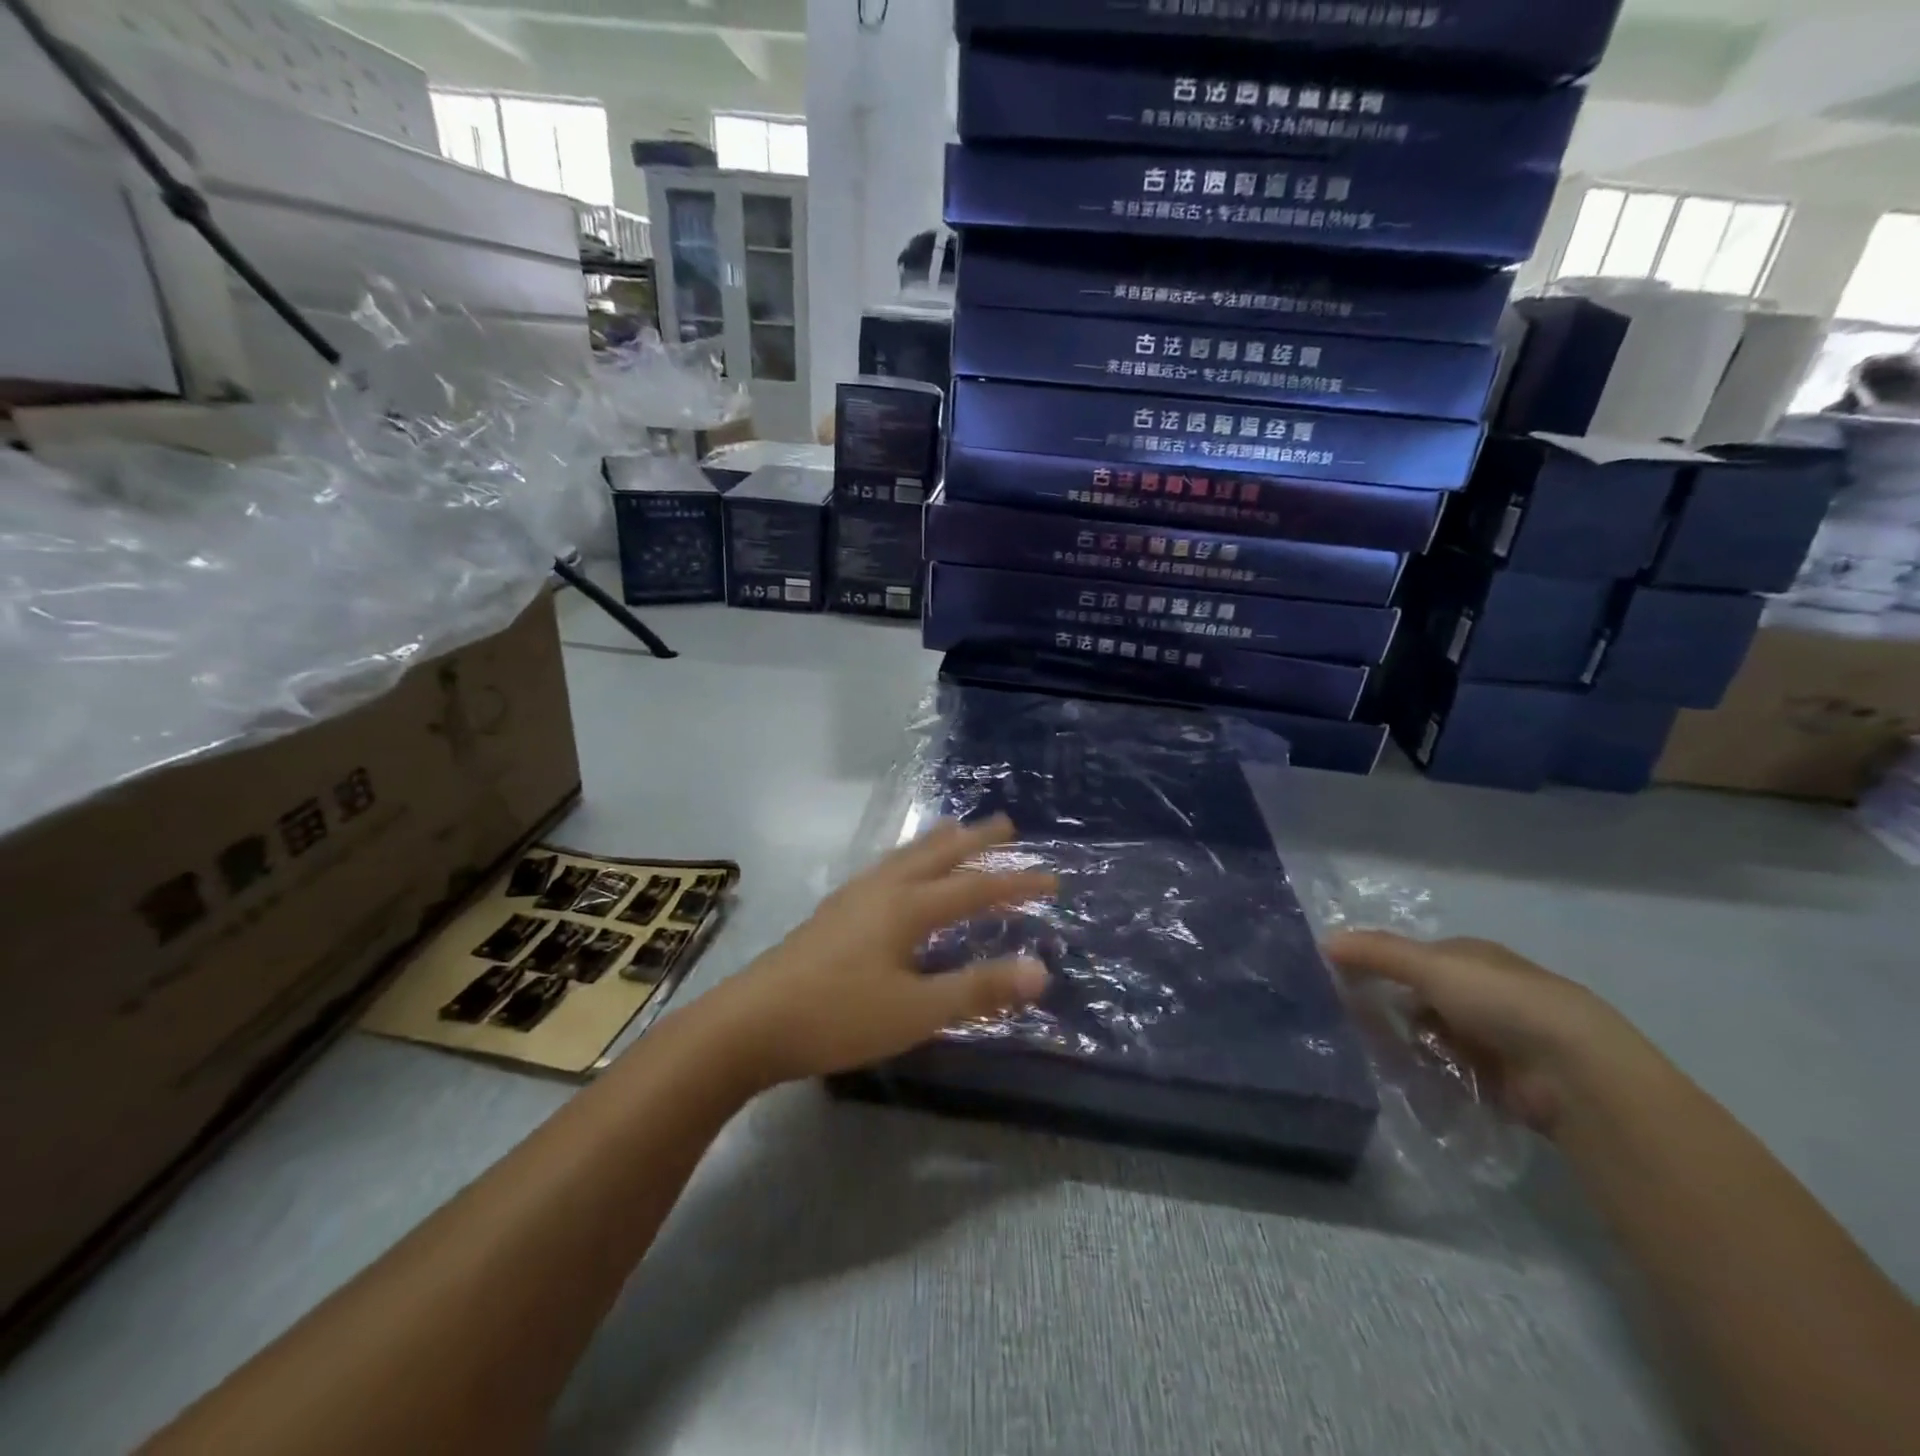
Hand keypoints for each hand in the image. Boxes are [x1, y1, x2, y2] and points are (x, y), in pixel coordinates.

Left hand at [705, 815, 1054, 1086]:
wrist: (750, 1022)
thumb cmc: (839, 1016)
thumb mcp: (917, 1011)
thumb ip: (978, 989)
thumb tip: (1040, 969)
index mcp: (907, 907)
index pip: (975, 889)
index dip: (1016, 884)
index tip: (1052, 879)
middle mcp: (882, 890)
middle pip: (937, 855)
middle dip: (975, 841)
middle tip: (1006, 824)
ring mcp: (852, 898)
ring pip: (905, 857)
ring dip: (937, 843)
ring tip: (954, 831)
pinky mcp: (832, 913)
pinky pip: (884, 870)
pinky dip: (907, 860)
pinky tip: (896, 875)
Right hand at [1323, 932, 1657, 1137]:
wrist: (1574, 1071)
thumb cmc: (1500, 1001)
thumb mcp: (1430, 966)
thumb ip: (1376, 953)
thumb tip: (1323, 941)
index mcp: (1470, 956)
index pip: (1411, 956)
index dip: (1377, 964)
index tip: (1342, 981)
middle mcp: (1482, 991)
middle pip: (1419, 996)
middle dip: (1390, 1008)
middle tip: (1351, 1021)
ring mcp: (1494, 1036)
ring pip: (1430, 1034)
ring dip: (1407, 1043)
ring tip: (1374, 1053)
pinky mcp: (1500, 1077)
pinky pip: (1448, 1069)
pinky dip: (1429, 1072)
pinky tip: (1407, 1077)